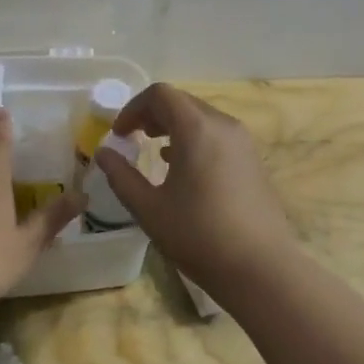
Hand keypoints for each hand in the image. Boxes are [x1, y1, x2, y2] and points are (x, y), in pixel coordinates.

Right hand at [93, 84, 295, 282]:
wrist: (260, 268)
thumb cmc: (199, 236)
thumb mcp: (149, 209)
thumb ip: (121, 176)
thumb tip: (103, 154)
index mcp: (196, 129)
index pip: (160, 95)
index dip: (133, 108)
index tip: (119, 135)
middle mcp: (223, 125)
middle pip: (182, 102)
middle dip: (152, 114)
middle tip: (132, 138)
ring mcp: (243, 143)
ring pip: (202, 118)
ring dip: (174, 127)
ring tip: (154, 151)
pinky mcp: (253, 161)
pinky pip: (217, 136)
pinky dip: (194, 140)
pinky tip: (183, 169)